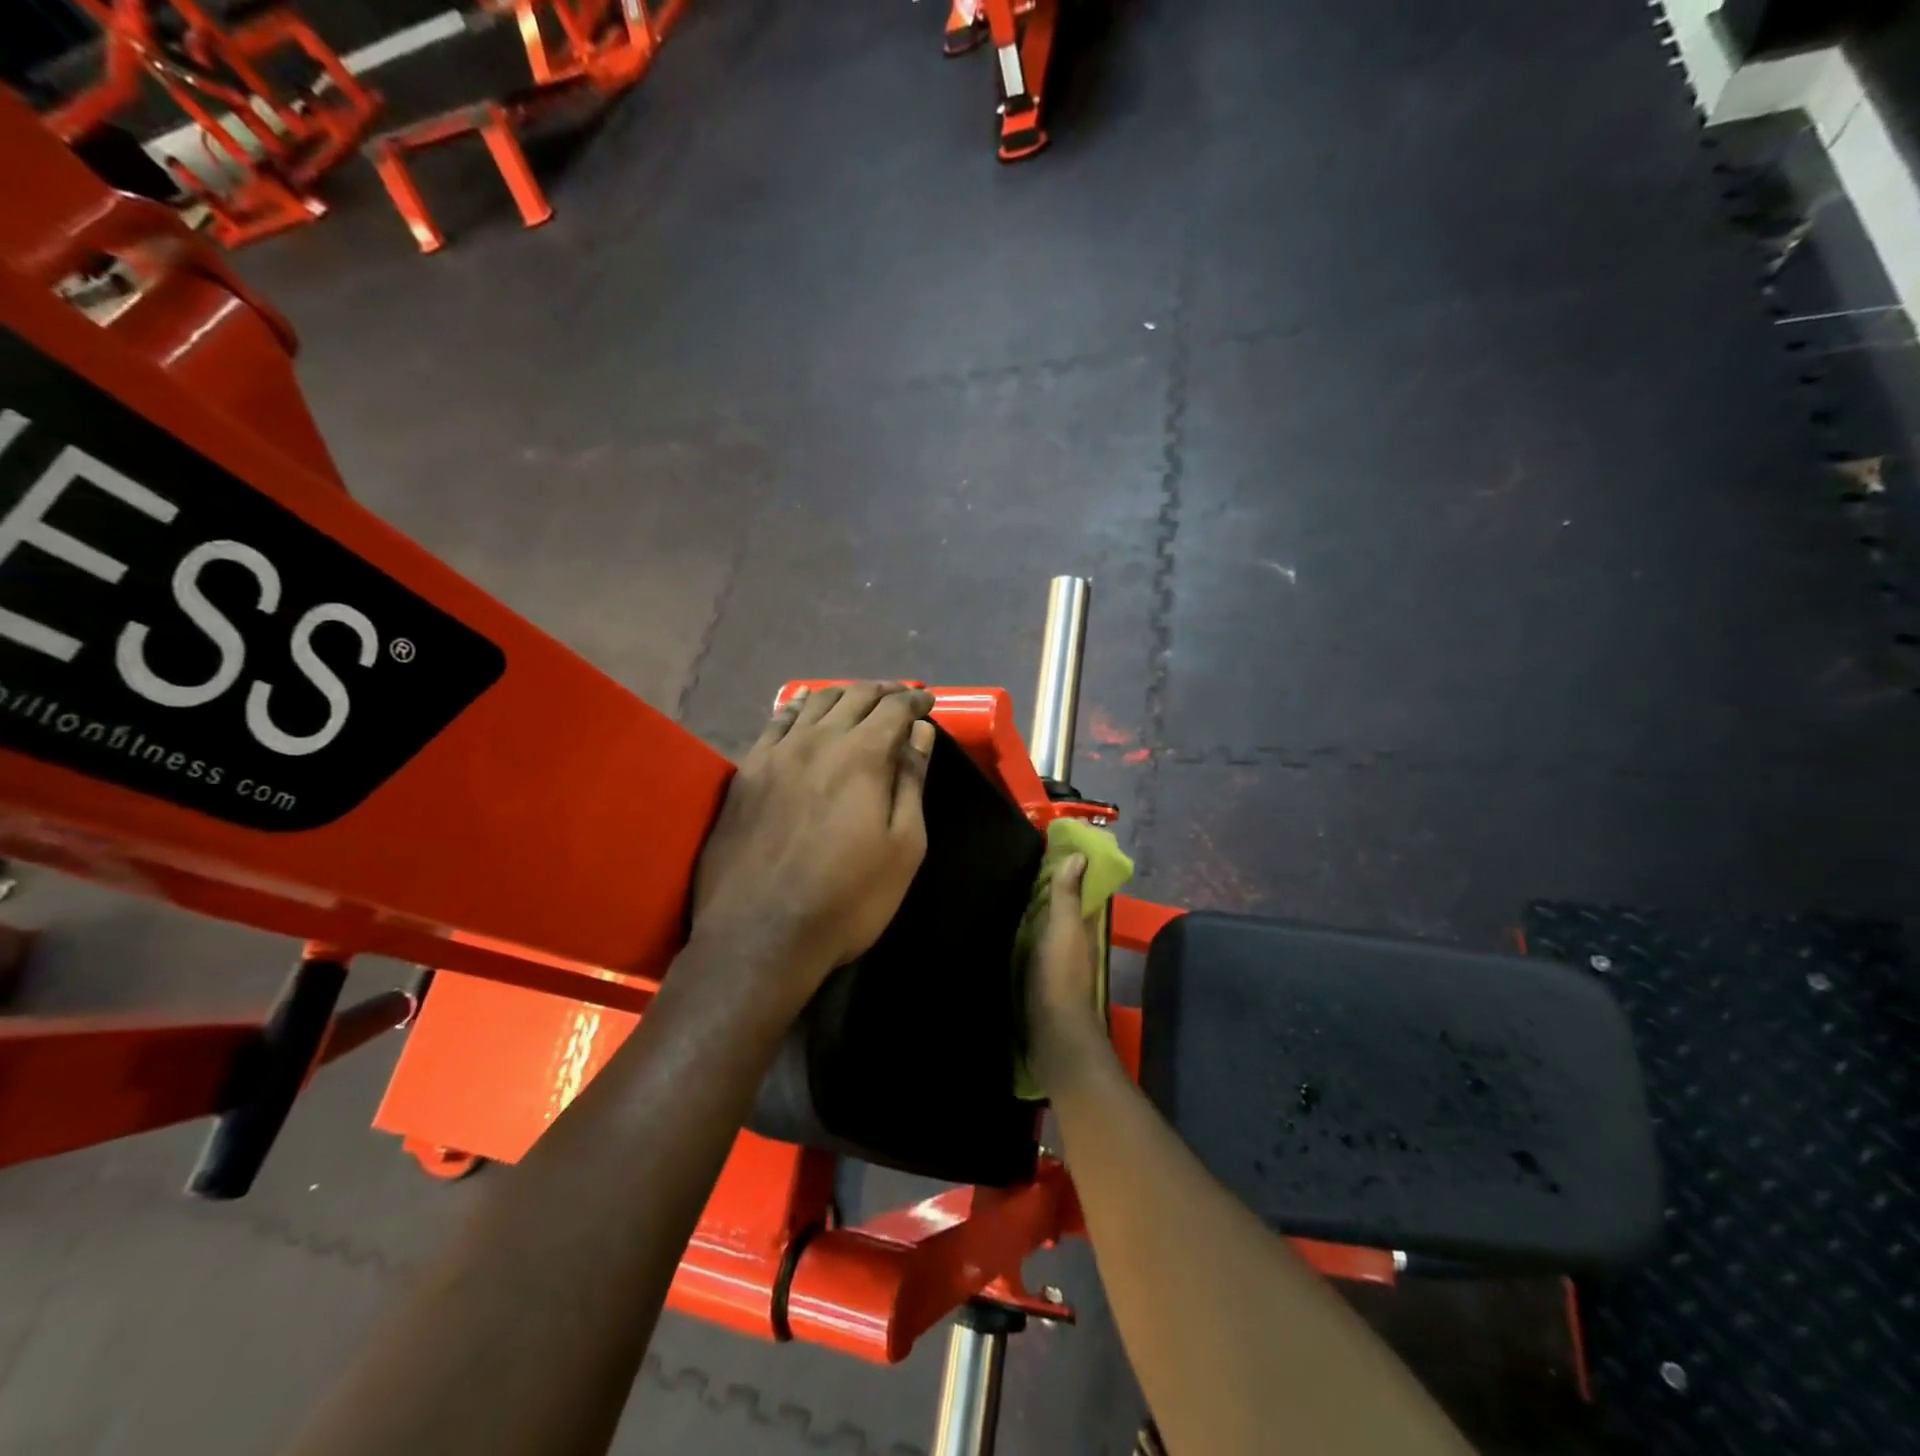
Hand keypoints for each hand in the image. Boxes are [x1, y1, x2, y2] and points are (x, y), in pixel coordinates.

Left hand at [691, 683, 935, 1008]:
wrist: (760, 936)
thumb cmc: (847, 898)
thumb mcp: (903, 847)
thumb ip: (910, 781)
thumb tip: (919, 732)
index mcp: (861, 756)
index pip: (894, 708)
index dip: (914, 700)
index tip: (927, 702)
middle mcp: (817, 741)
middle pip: (854, 697)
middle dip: (882, 692)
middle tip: (899, 698)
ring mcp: (775, 754)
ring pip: (813, 703)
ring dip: (842, 695)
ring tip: (858, 700)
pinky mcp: (745, 771)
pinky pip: (774, 722)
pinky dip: (797, 707)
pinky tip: (803, 706)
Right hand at [1028, 854, 1116, 1094]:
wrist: (1052, 1034)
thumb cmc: (1061, 976)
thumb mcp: (1063, 929)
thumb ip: (1068, 895)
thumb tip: (1079, 855)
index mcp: (1083, 928)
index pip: (1081, 890)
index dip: (1070, 870)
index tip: (1050, 848)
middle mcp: (1074, 943)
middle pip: (1063, 909)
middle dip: (1048, 889)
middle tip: (1019, 864)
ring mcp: (1057, 963)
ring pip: (1047, 928)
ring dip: (1034, 911)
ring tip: (1006, 888)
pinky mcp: (1038, 979)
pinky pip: (1032, 947)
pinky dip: (1023, 933)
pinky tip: (1003, 927)